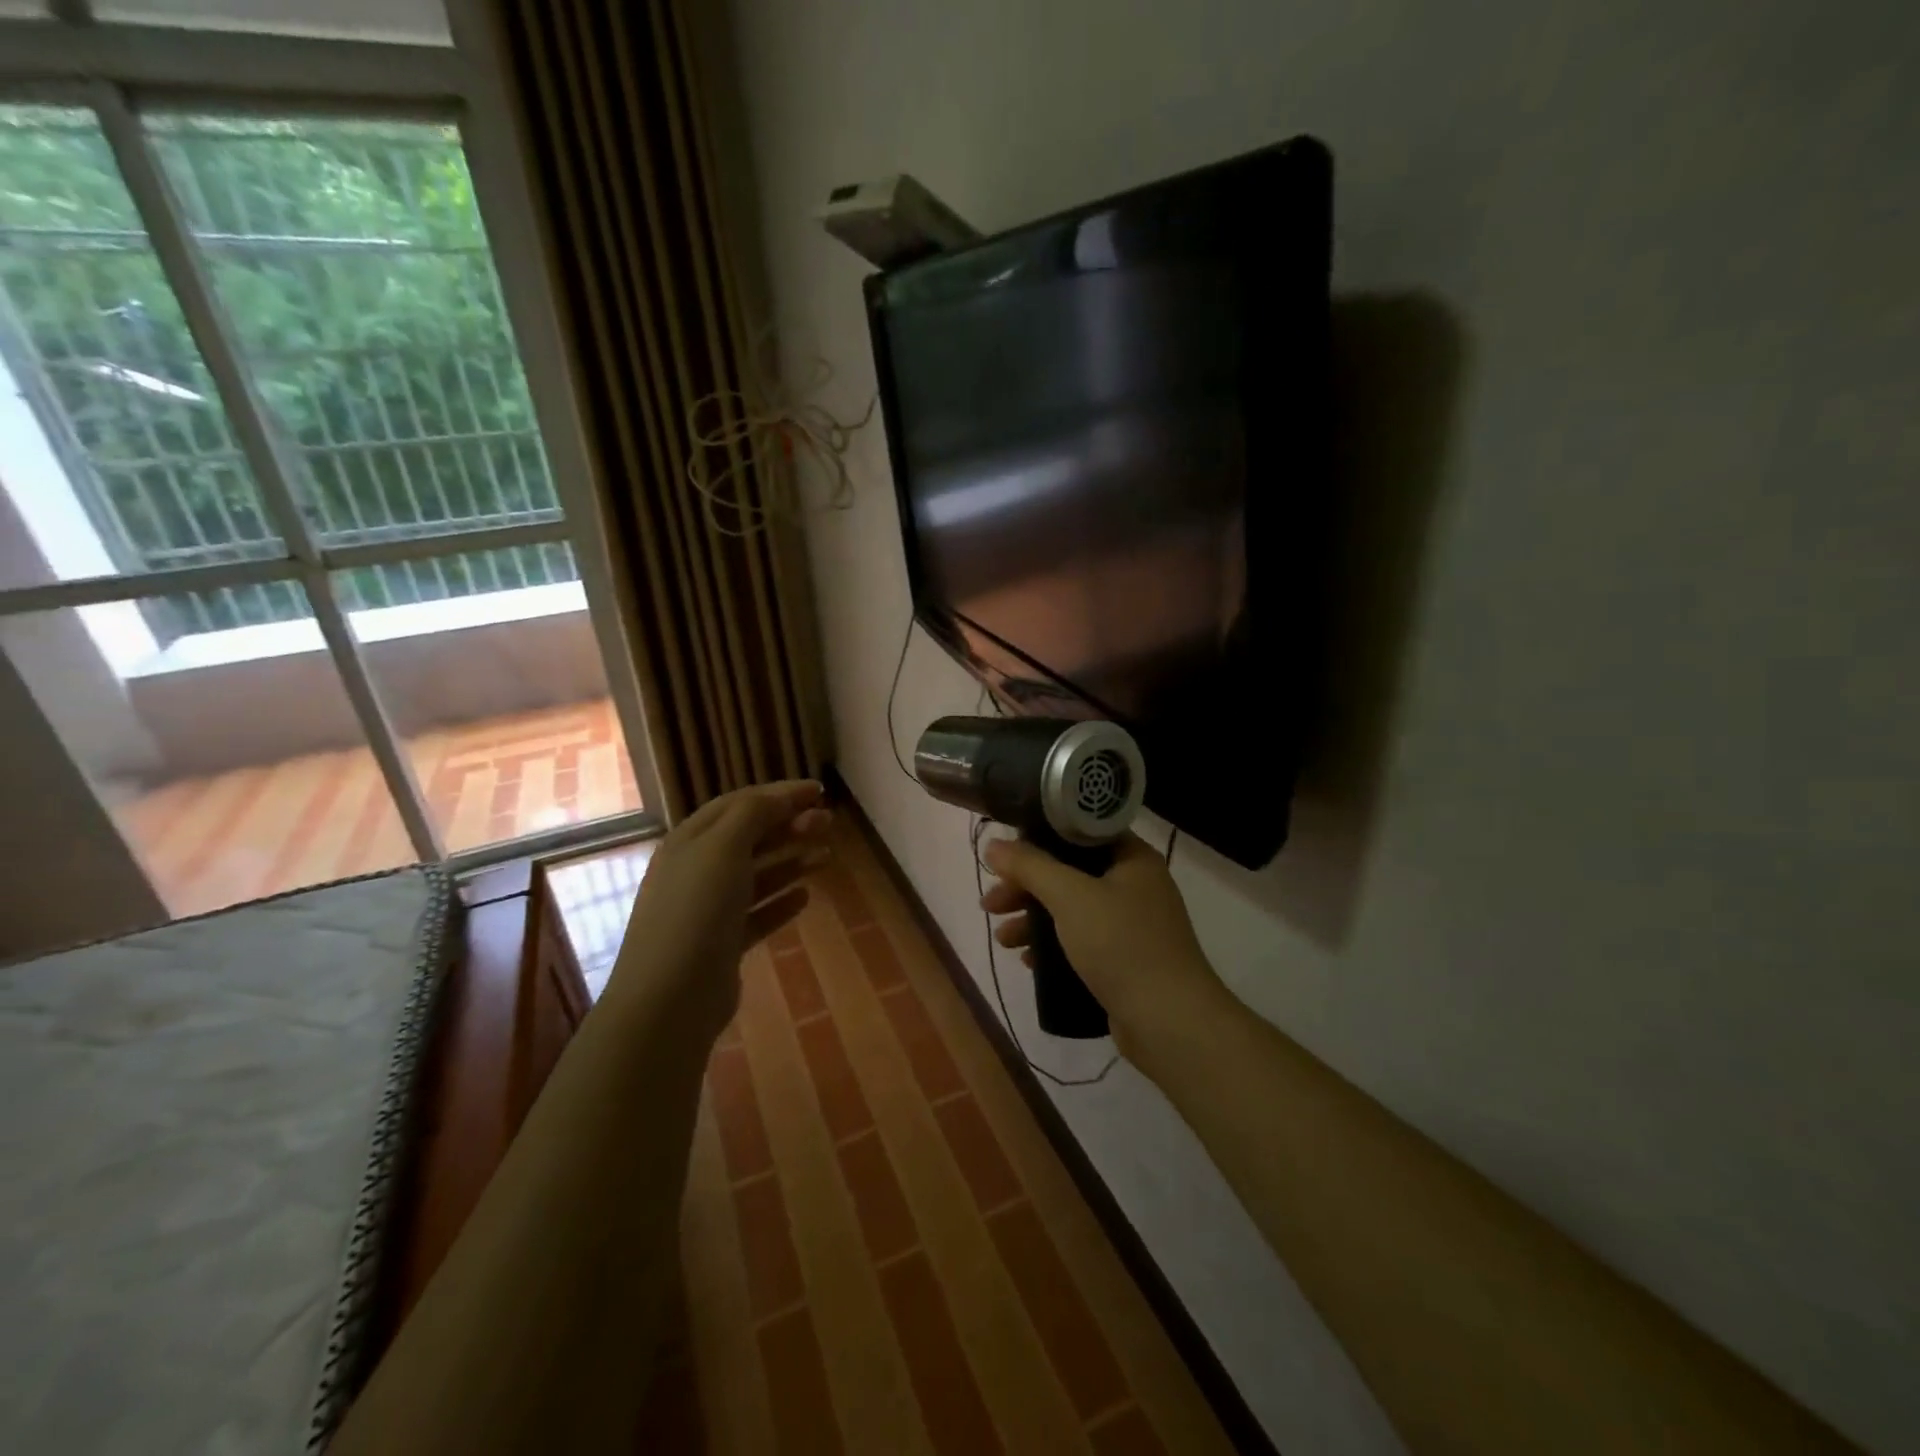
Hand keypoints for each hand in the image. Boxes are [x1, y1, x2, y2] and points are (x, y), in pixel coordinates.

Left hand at [608, 780, 829, 1038]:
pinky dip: (781, 902)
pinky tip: (805, 898)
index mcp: (690, 840)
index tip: (819, 791)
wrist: (669, 997)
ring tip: (827, 856)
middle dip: (790, 825)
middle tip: (829, 822)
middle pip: (750, 838)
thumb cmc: (696, 910)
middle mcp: (697, 870)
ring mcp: (708, 909)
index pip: (739, 803)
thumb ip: (754, 814)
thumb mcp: (723, 848)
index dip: (779, 794)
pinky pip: (757, 914)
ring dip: (792, 861)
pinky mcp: (722, 944)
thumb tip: (783, 796)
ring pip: (757, 875)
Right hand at [981, 831, 1223, 1050]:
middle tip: (991, 903)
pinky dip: (1053, 944)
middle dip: (1027, 887)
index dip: (1040, 838)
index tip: (1006, 855)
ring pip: (1072, 909)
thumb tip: (993, 844)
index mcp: (1133, 858)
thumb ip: (1030, 867)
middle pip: (1071, 872)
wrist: (1170, 1022)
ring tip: (1001, 938)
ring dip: (1034, 919)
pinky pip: (1081, 940)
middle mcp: (1136, 885)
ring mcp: (1133, 925)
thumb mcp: (1070, 897)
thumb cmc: (1122, 945)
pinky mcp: (1126, 960)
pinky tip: (1026, 959)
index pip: (1081, 832)